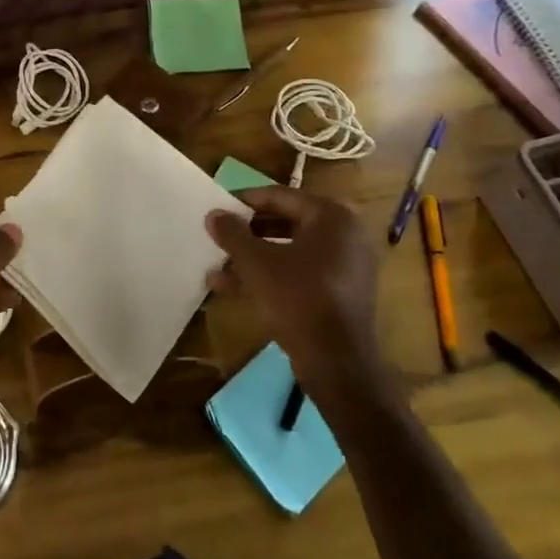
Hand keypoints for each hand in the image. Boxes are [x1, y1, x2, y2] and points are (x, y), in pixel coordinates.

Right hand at [205, 187, 382, 381]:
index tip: (218, 206)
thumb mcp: (256, 263)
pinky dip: (270, 275)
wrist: (338, 362)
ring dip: (252, 257)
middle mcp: (344, 235)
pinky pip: (300, 273)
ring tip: (217, 267)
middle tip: (218, 235)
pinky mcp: (340, 293)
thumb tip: (214, 214)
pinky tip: (233, 288)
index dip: (245, 200)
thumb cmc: (298, 298)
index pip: (281, 196)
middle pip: (285, 222)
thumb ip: (233, 234)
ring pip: (289, 251)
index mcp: (332, 217)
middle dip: (247, 232)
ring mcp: (345, 266)